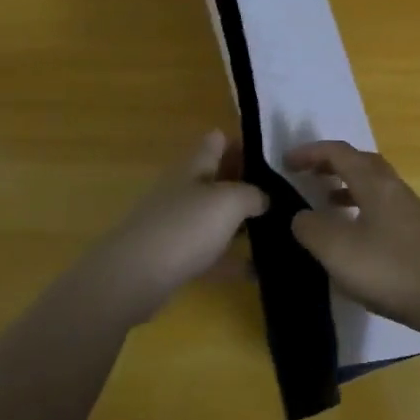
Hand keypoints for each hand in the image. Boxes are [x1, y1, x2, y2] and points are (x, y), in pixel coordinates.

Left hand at [79, 131, 266, 322]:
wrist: (134, 277)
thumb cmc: (185, 227)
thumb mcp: (229, 201)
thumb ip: (252, 194)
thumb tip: (264, 197)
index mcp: (194, 167)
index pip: (217, 142)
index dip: (242, 142)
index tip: (273, 153)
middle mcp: (183, 191)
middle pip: (217, 179)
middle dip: (247, 183)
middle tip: (284, 192)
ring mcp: (176, 225)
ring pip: (214, 217)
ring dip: (240, 222)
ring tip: (277, 228)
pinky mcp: (173, 259)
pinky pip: (209, 254)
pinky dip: (230, 260)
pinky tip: (256, 271)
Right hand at [285, 140, 419, 333]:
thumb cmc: (389, 269)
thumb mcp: (337, 250)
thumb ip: (311, 228)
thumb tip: (301, 216)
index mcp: (374, 182)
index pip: (339, 152)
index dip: (310, 152)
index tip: (285, 162)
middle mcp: (394, 188)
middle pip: (360, 162)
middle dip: (331, 163)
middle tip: (307, 175)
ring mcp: (410, 211)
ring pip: (373, 185)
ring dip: (347, 186)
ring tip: (325, 202)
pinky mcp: (418, 234)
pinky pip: (382, 207)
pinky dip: (361, 208)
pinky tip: (353, 234)